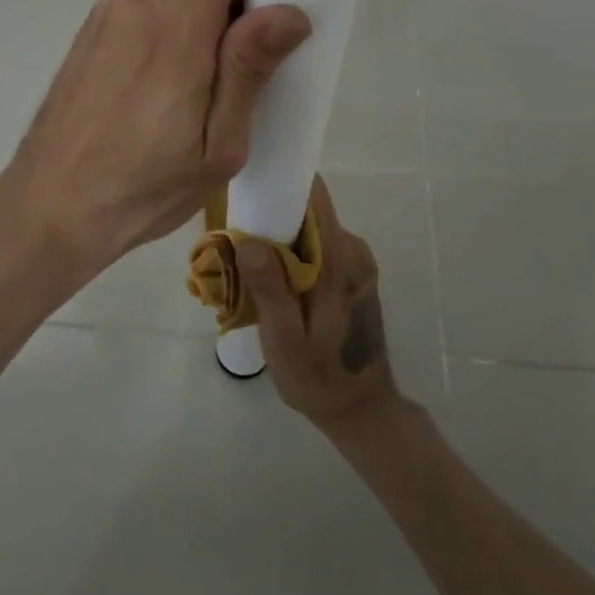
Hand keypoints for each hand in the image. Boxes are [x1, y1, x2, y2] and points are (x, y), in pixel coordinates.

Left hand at [0, 0, 310, 274]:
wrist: (46, 209)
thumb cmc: (142, 187)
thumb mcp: (218, 146)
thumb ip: (249, 70)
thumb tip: (290, 12)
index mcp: (175, 24)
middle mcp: (138, 2)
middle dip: (236, 2)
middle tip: (248, 65)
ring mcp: (109, 15)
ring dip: (202, 24)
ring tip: (200, 92)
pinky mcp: (92, 33)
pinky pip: (148, 13)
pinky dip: (171, 35)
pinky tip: (161, 94)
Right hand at [237, 177, 401, 434]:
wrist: (361, 410)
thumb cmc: (319, 377)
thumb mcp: (285, 341)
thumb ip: (271, 289)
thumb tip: (249, 241)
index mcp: (339, 259)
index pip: (315, 197)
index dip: (283, 184)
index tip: (249, 187)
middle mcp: (352, 250)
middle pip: (308, 212)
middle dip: (271, 218)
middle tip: (233, 239)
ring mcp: (355, 260)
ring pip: (311, 230)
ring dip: (279, 239)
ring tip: (244, 263)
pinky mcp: (352, 272)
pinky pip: (318, 247)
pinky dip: (293, 255)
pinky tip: (270, 281)